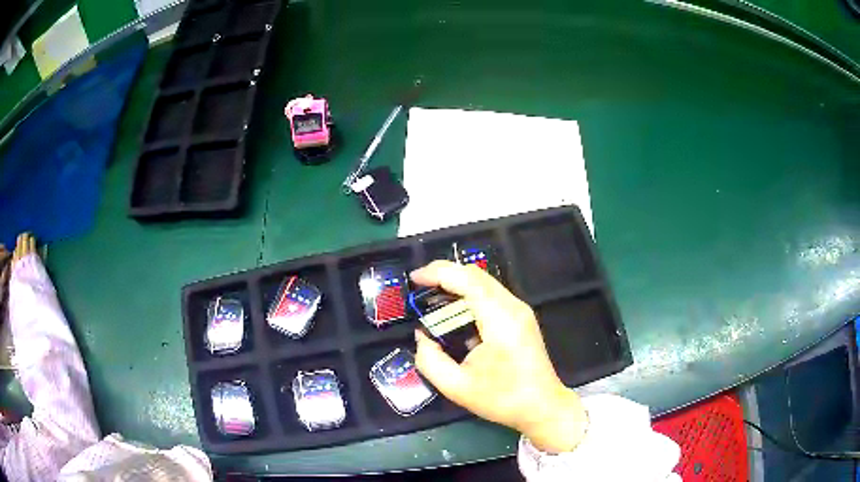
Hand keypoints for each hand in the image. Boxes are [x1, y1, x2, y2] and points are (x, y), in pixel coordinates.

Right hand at [411, 261, 587, 452]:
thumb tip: (421, 336)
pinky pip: (491, 294)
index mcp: (500, 320)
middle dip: (444, 274)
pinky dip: (469, 295)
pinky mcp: (521, 317)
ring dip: (457, 284)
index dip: (438, 272)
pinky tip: (454, 311)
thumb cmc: (502, 399)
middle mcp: (513, 307)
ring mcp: (520, 310)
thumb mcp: (456, 387)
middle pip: (476, 275)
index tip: (414, 279)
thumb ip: (429, 360)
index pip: (468, 280)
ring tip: (431, 297)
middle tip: (419, 287)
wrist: (542, 406)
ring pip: (484, 282)